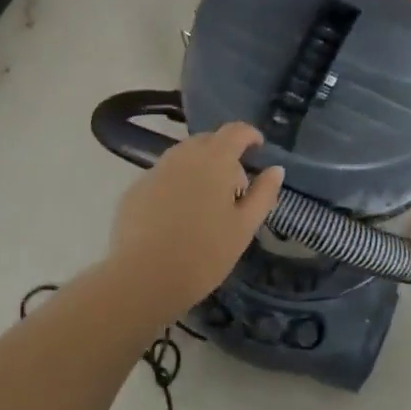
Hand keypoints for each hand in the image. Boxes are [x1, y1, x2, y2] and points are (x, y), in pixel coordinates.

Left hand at [111, 122, 283, 317]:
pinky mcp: (135, 189)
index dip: (249, 135)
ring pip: (183, 157)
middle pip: (208, 141)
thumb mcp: (244, 227)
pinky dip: (176, 184)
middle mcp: (183, 156)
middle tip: (235, 187)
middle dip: (224, 154)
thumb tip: (276, 169)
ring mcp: (155, 171)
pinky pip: (163, 176)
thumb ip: (263, 194)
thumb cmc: (204, 254)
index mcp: (214, 160)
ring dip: (200, 168)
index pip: (235, 131)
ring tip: (207, 202)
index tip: (258, 148)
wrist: (142, 278)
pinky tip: (177, 216)